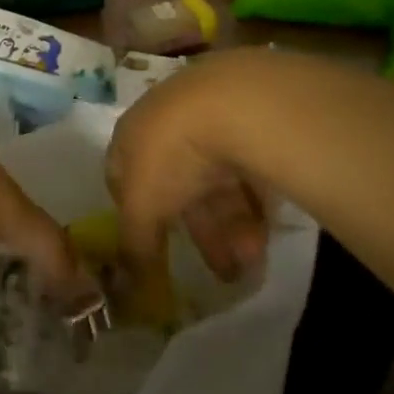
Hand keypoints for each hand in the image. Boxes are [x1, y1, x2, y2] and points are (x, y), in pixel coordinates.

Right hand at [106, 52, 272, 287]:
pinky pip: (250, 170)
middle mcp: (167, 123)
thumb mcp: (143, 207)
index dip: (137, 216)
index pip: (124, 177)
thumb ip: (135, 245)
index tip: (154, 251)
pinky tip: (268, 229)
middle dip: (203, 234)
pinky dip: (256, 203)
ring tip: (254, 261)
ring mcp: (211, 119)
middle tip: (224, 273)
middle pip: (180, 186)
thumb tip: (127, 288)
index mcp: (131, 136)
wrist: (235, 104)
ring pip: (219, 183)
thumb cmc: (171, 154)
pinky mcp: (252, 120)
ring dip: (233, 227)